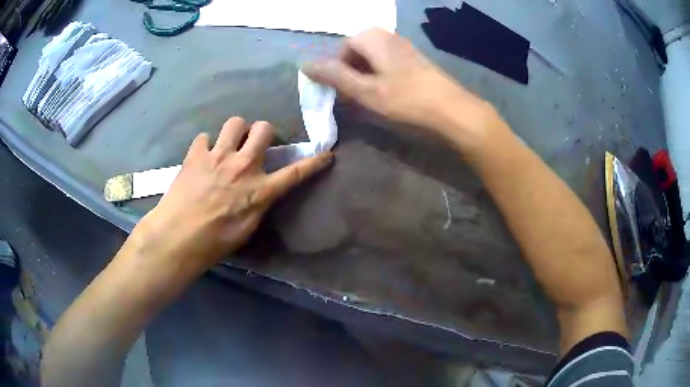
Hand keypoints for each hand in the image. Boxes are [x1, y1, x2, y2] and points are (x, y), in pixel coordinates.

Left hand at [134, 117, 332, 269]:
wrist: (177, 237)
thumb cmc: (214, 242)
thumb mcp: (247, 229)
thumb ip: (258, 204)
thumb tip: (261, 191)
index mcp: (260, 190)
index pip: (296, 173)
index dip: (314, 162)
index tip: (327, 154)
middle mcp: (243, 166)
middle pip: (264, 129)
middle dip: (265, 132)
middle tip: (257, 143)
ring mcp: (218, 156)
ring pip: (236, 122)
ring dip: (237, 130)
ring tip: (229, 143)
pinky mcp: (196, 154)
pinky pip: (204, 136)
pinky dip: (206, 145)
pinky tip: (202, 157)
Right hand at [303, 28, 496, 152]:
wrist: (454, 111)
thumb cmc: (407, 100)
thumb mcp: (365, 90)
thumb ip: (334, 76)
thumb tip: (304, 64)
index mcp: (375, 38)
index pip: (344, 48)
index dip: (338, 69)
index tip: (342, 92)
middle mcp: (390, 37)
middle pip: (359, 52)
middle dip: (351, 73)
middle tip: (354, 97)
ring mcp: (406, 48)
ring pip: (374, 59)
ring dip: (366, 77)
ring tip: (369, 99)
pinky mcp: (417, 61)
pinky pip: (390, 64)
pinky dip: (382, 78)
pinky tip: (389, 96)